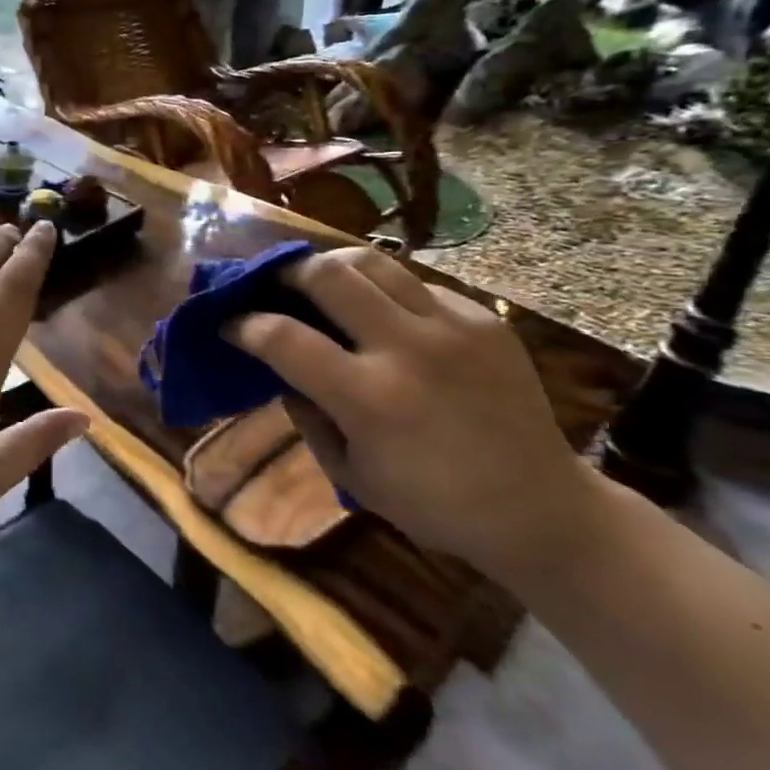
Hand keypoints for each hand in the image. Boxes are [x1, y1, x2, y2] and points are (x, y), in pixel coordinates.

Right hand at [227, 247, 598, 581]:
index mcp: (369, 399)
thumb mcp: (350, 473)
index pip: (284, 338)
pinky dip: (386, 291)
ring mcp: (451, 326)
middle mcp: (407, 348)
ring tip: (321, 282)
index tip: (230, 323)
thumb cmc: (432, 504)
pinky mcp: (484, 318)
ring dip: (333, 266)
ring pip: (374, 261)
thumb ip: (307, 413)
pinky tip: (385, 315)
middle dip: (287, 273)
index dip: (245, 324)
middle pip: (328, 274)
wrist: (539, 507)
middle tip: (274, 285)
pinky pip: (418, 283)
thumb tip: (279, 367)